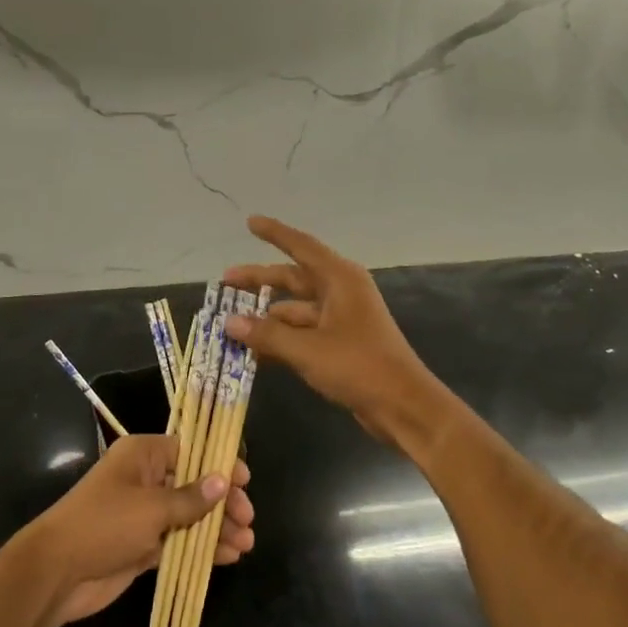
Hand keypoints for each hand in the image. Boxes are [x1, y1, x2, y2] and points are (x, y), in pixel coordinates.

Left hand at [18, 434, 254, 626]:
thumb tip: (223, 481)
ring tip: (246, 543)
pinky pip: (179, 541)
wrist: (56, 573)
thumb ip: (191, 498)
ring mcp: (144, 514)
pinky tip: (228, 557)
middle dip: (222, 502)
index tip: (245, 481)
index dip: (219, 464)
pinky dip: (201, 548)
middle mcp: (146, 479)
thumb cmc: (104, 524)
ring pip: (189, 516)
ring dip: (217, 528)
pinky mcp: (143, 545)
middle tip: (247, 519)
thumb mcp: (152, 507)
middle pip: (194, 484)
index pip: (191, 451)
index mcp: (144, 456)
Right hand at [224, 215, 448, 450]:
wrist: (402, 404)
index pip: (301, 246)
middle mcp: (341, 292)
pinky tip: (254, 351)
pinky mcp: (341, 343)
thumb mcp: (306, 349)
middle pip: (294, 278)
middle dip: (260, 280)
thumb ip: (266, 334)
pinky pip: (303, 332)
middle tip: (225, 282)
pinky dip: (281, 338)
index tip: (249, 222)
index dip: (274, 234)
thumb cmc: (358, 365)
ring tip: (232, 325)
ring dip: (267, 316)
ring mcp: (342, 318)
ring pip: (296, 309)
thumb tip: (229, 322)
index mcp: (339, 279)